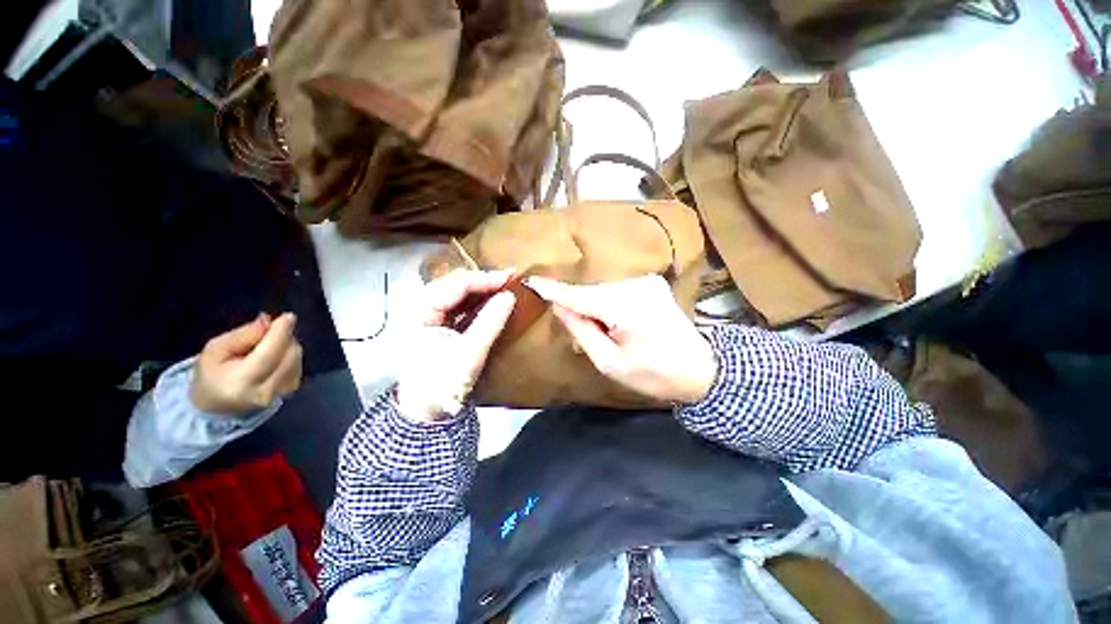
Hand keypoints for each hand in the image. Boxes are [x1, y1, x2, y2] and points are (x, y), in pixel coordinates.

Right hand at [190, 313, 302, 416]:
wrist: (215, 406)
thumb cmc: (211, 374)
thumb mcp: (216, 350)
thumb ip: (243, 335)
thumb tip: (268, 320)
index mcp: (241, 382)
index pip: (269, 354)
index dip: (281, 333)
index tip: (289, 317)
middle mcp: (266, 391)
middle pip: (289, 355)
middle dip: (284, 336)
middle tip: (271, 328)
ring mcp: (281, 394)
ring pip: (297, 359)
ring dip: (288, 345)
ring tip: (267, 346)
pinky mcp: (289, 392)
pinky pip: (298, 366)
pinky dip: (290, 355)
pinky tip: (275, 356)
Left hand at [395, 270, 516, 422]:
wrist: (426, 412)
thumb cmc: (443, 382)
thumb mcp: (471, 352)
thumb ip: (490, 321)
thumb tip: (510, 296)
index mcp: (420, 312)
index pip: (455, 285)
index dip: (484, 279)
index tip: (509, 277)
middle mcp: (420, 307)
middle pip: (453, 284)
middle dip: (482, 280)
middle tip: (509, 277)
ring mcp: (427, 315)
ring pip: (456, 293)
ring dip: (480, 288)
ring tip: (504, 283)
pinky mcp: (436, 324)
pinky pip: (458, 305)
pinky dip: (476, 301)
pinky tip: (491, 298)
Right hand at [527, 275, 717, 404]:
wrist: (702, 369)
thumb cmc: (655, 374)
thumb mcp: (611, 363)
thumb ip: (583, 332)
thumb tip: (560, 308)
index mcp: (626, 308)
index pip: (579, 296)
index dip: (554, 291)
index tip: (531, 281)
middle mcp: (636, 286)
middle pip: (591, 293)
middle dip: (580, 309)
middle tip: (585, 336)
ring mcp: (646, 281)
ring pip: (603, 292)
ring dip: (595, 308)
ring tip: (606, 334)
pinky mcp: (651, 283)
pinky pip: (616, 291)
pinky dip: (608, 305)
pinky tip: (618, 324)